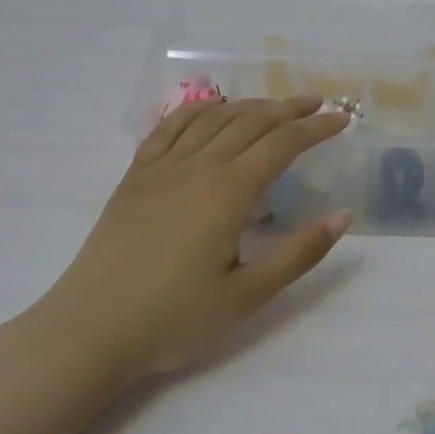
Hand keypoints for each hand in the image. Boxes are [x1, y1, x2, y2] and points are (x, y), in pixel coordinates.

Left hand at [32, 97, 351, 384]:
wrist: (91, 329)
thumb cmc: (175, 319)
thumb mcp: (248, 296)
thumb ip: (299, 253)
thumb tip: (343, 215)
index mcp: (228, 192)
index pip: (282, 144)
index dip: (316, 128)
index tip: (342, 120)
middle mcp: (197, 167)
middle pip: (250, 121)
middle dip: (289, 108)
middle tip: (317, 104)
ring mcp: (161, 168)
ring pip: (212, 118)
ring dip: (248, 105)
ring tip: (274, 106)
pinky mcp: (135, 177)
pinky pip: (169, 128)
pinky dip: (197, 111)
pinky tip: (210, 110)